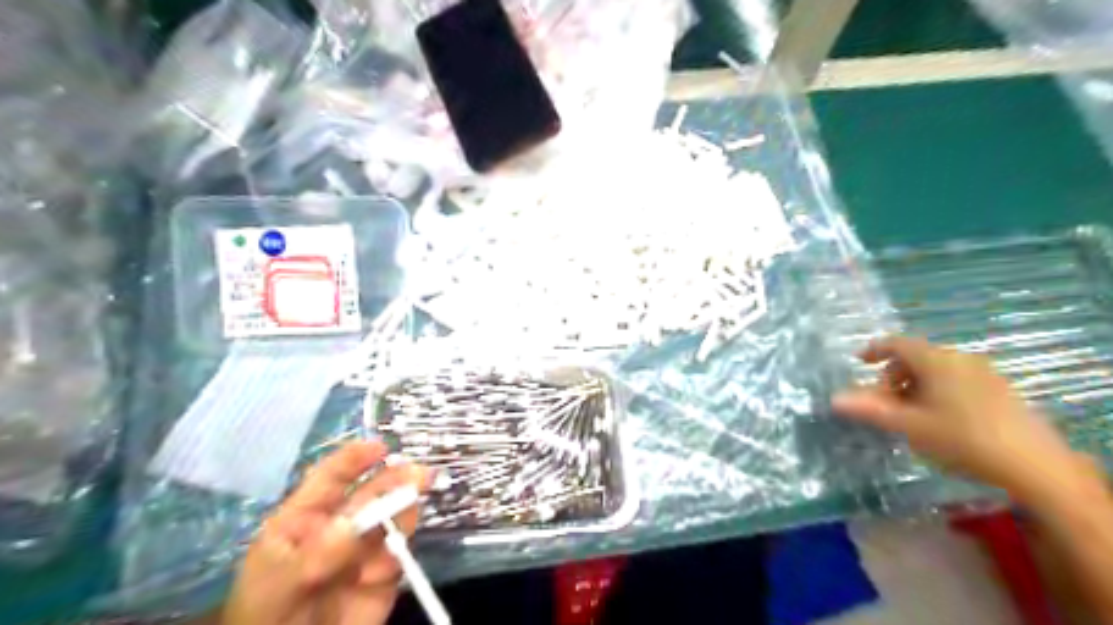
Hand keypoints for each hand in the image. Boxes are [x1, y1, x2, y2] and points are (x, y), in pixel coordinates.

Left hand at [225, 441, 428, 624]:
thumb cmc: (266, 620)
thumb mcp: (279, 586)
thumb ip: (317, 555)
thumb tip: (352, 524)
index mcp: (303, 520)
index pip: (329, 479)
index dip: (354, 460)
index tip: (380, 448)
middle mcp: (338, 528)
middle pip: (370, 494)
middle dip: (394, 480)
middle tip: (421, 473)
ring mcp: (362, 551)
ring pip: (390, 518)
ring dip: (405, 506)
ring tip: (419, 497)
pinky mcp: (384, 575)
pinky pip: (399, 552)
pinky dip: (402, 546)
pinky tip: (397, 547)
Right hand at [834, 337, 1077, 497]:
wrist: (1035, 465)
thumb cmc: (962, 438)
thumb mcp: (910, 426)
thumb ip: (870, 410)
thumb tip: (834, 399)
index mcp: (936, 361)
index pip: (897, 343)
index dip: (874, 350)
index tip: (858, 362)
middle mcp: (960, 359)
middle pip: (916, 358)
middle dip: (893, 377)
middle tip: (884, 403)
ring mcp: (984, 373)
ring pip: (937, 370)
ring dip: (914, 386)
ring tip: (910, 415)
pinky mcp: (1000, 390)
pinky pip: (956, 380)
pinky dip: (937, 391)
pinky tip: (939, 419)